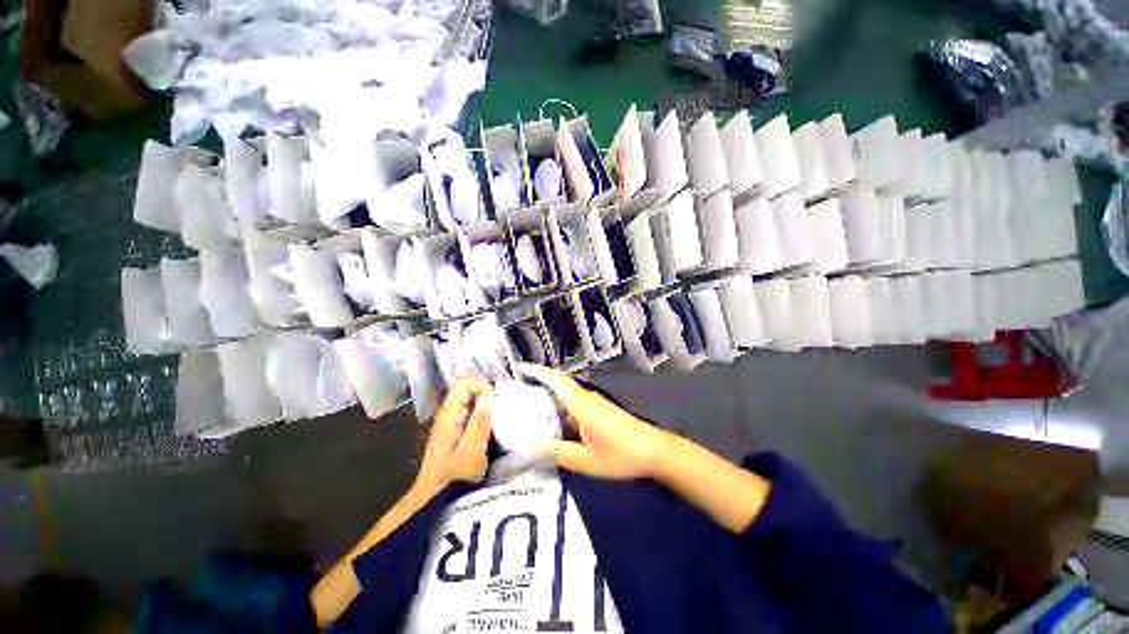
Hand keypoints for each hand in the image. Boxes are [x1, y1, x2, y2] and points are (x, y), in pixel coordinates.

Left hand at [414, 376, 493, 495]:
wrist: (438, 498)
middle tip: (501, 406)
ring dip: (484, 402)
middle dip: (485, 392)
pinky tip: (490, 423)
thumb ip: (480, 422)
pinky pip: (469, 410)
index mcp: (449, 415)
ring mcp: (449, 422)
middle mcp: (447, 414)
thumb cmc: (456, 476)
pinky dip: (481, 411)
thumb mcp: (472, 450)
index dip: (481, 386)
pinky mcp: (453, 430)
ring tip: (499, 413)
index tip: (494, 401)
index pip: (463, 384)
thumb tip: (489, 398)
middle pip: (466, 389)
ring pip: (468, 399)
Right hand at [518, 363, 673, 479]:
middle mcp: (587, 398)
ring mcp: (595, 403)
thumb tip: (528, 448)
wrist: (654, 451)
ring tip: (530, 407)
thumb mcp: (585, 460)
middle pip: (560, 384)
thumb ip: (557, 452)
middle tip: (519, 392)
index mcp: (581, 404)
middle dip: (540, 383)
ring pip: (568, 394)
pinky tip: (555, 422)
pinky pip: (575, 403)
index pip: (556, 380)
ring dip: (551, 397)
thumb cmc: (620, 454)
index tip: (520, 367)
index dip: (538, 371)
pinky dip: (562, 407)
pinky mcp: (601, 410)